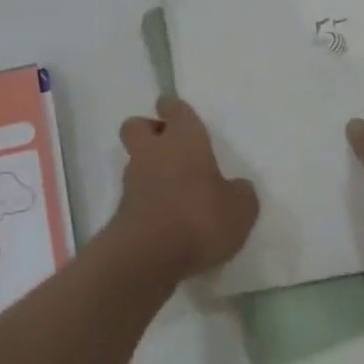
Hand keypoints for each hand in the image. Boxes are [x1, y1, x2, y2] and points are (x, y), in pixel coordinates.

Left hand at [116, 96, 258, 280]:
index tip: (173, 109)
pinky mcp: (122, 210)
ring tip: (174, 190)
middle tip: (169, 146)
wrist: (149, 256)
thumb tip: (237, 188)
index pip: (174, 109)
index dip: (173, 108)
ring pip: (135, 160)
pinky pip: (136, 194)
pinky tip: (167, 218)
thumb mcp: (240, 209)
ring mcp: (133, 180)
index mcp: (184, 138)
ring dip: (149, 168)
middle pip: (137, 126)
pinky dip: (147, 199)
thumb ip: (240, 194)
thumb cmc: (200, 218)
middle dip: (149, 130)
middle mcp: (154, 151)